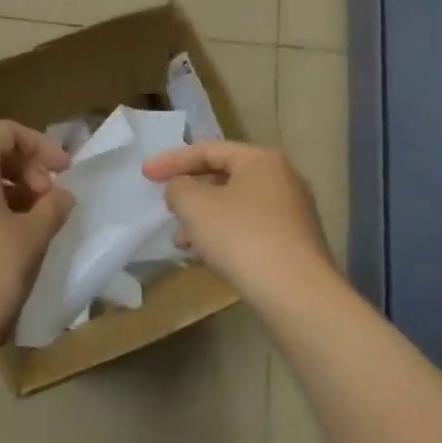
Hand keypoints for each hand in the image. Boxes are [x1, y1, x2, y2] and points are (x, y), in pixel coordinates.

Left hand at [0, 121, 75, 361]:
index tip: (64, 172)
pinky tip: (4, 236)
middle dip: (23, 168)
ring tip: (32, 218)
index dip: (40, 146)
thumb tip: (60, 196)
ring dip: (5, 188)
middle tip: (49, 198)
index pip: (5, 133)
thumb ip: (53, 205)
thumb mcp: (34, 235)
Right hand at [142, 142, 337, 308]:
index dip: (172, 161)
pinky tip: (206, 256)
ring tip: (179, 239)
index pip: (208, 150)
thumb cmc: (241, 236)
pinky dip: (224, 235)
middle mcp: (283, 179)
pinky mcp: (294, 244)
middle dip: (190, 192)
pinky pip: (249, 229)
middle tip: (166, 204)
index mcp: (262, 160)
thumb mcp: (195, 205)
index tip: (145, 175)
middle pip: (225, 177)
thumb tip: (181, 189)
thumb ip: (178, 188)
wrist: (296, 292)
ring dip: (204, 218)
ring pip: (236, 206)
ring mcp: (293, 213)